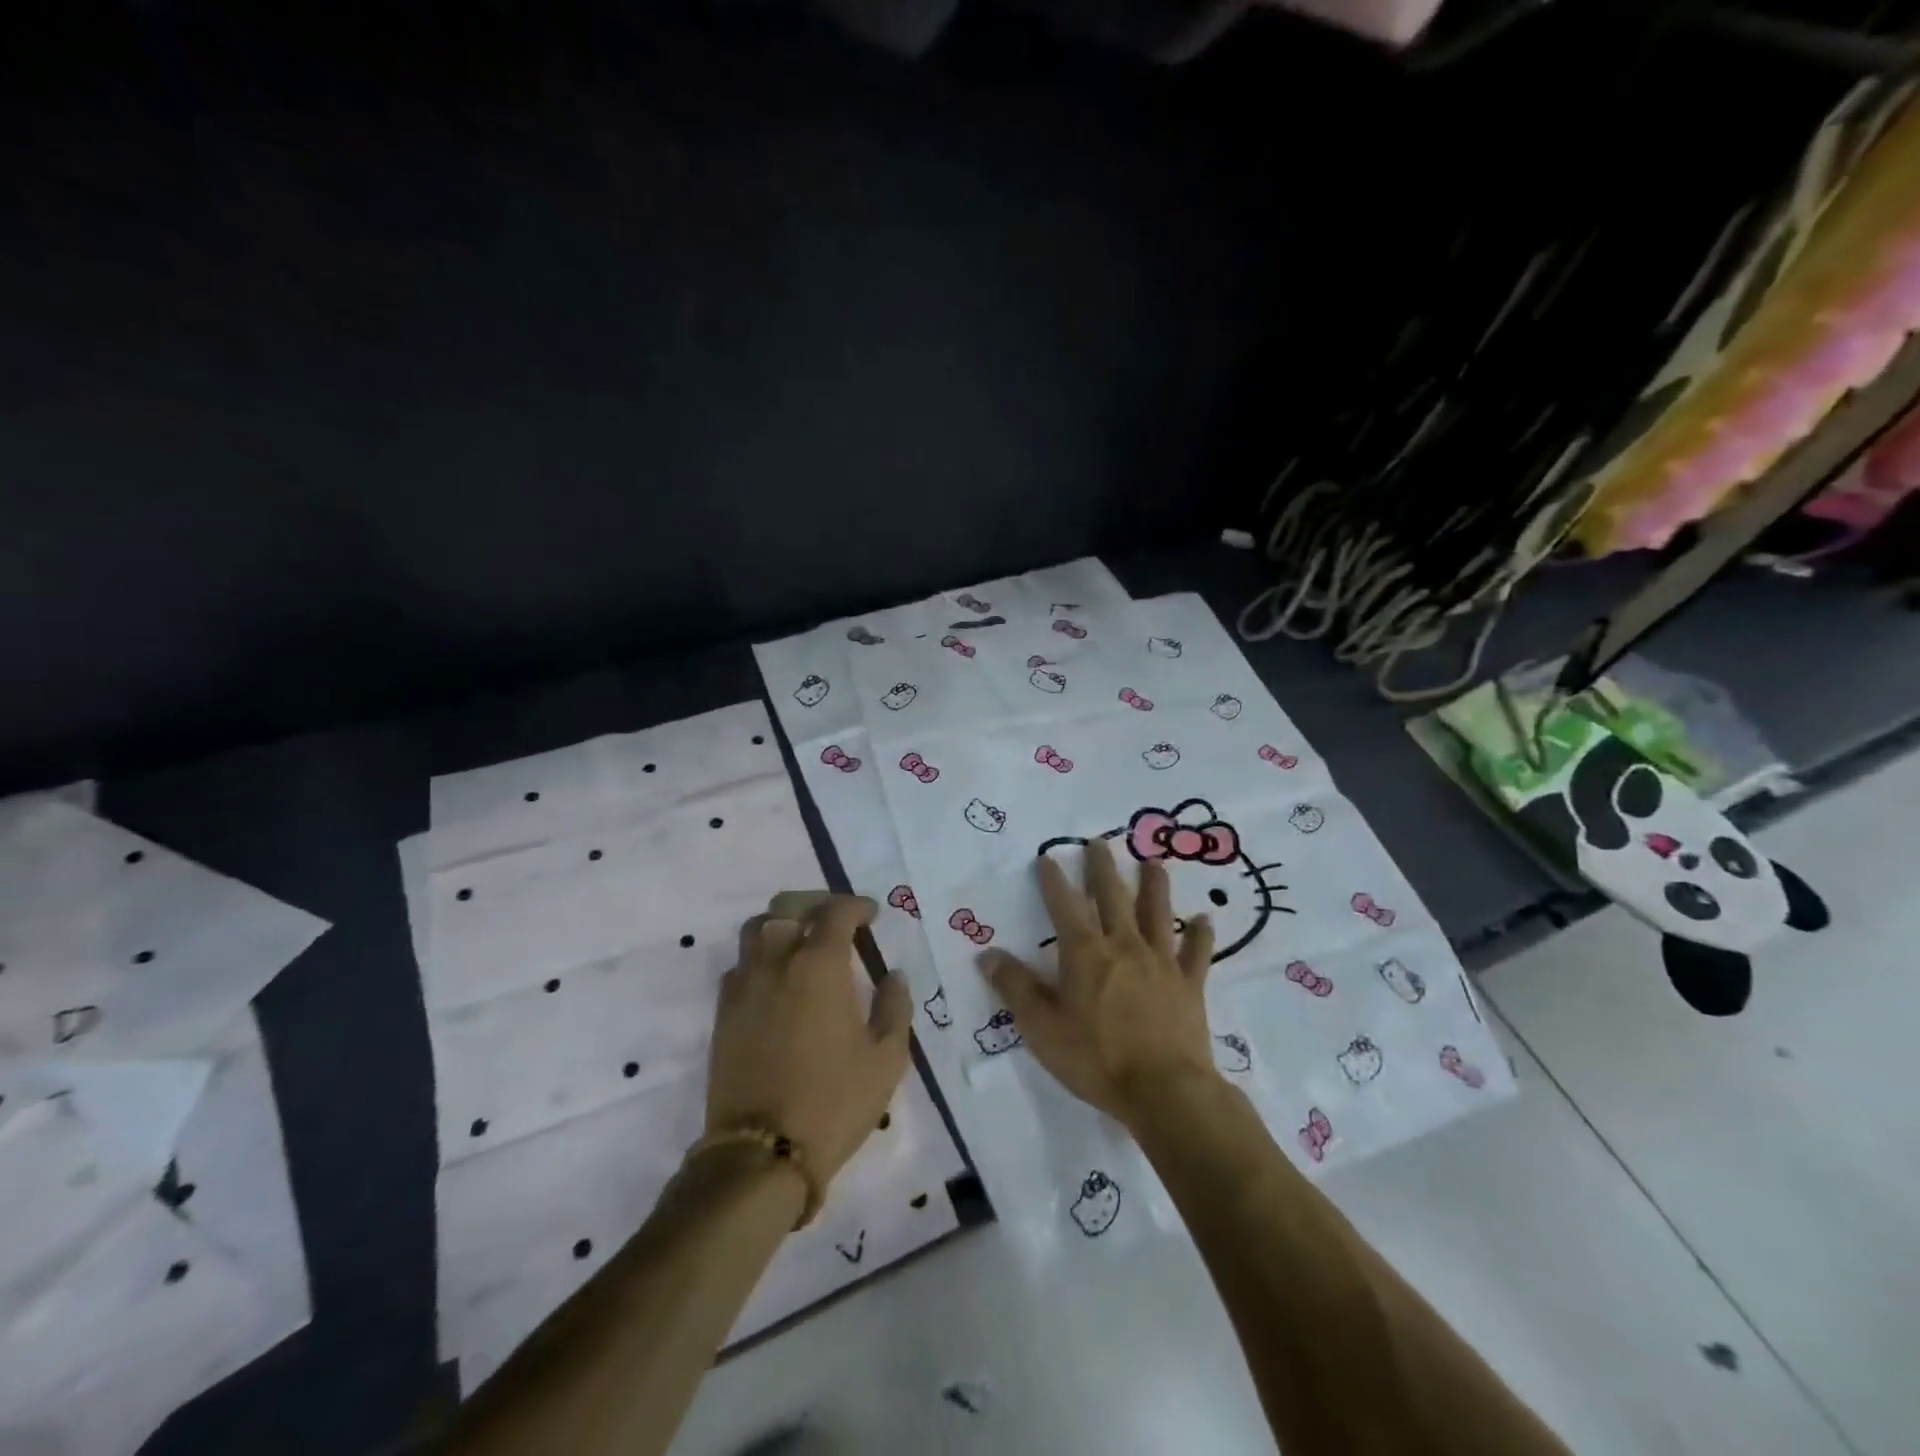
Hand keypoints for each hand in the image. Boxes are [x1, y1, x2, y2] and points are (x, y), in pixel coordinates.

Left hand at [709, 893, 912, 1184]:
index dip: (856, 905)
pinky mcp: (722, 1013)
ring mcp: (744, 986)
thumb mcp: (886, 1058)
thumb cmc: (834, 1102)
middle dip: (815, 903)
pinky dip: (759, 958)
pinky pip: (739, 965)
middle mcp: (777, 962)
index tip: (871, 915)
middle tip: (836, 920)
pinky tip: (776, 980)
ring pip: (756, 929)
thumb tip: (893, 975)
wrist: (761, 1153)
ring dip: (782, 923)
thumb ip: (895, 1007)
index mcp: (819, 965)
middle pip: (788, 906)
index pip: (836, 911)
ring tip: (802, 942)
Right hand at [979, 839, 1217, 1125]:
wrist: (1164, 1090)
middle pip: (1112, 897)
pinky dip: (1201, 934)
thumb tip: (988, 954)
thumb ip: (1015, 988)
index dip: (1054, 881)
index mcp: (1085, 954)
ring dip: (1155, 885)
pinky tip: (1206, 918)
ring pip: (1158, 913)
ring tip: (1153, 861)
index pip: (1064, 906)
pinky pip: (1197, 952)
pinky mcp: (1189, 984)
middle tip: (1100, 841)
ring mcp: (1161, 962)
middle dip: (1103, 867)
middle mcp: (1123, 946)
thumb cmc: (1096, 1059)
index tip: (1048, 857)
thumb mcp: (1042, 1028)